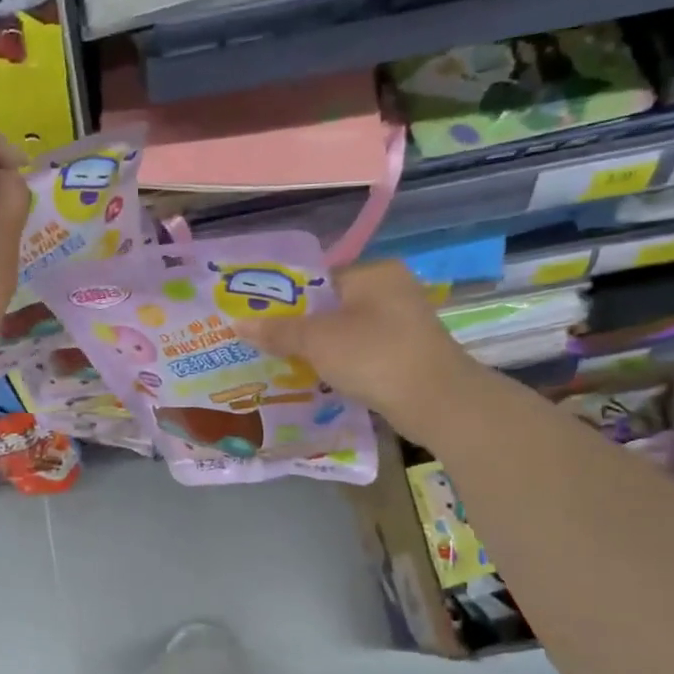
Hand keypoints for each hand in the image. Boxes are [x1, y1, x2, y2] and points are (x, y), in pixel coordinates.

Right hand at [234, 260, 472, 422]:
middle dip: (299, 326)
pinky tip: (315, 378)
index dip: (285, 298)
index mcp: (374, 272)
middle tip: (263, 343)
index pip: (318, 277)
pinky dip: (340, 363)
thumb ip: (278, 330)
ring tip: (282, 363)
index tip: (257, 317)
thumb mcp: (317, 340)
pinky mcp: (406, 354)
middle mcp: (392, 290)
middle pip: (331, 305)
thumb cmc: (374, 355)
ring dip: (318, 348)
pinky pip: (361, 352)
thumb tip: (237, 324)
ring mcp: (403, 323)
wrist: (436, 401)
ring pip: (345, 331)